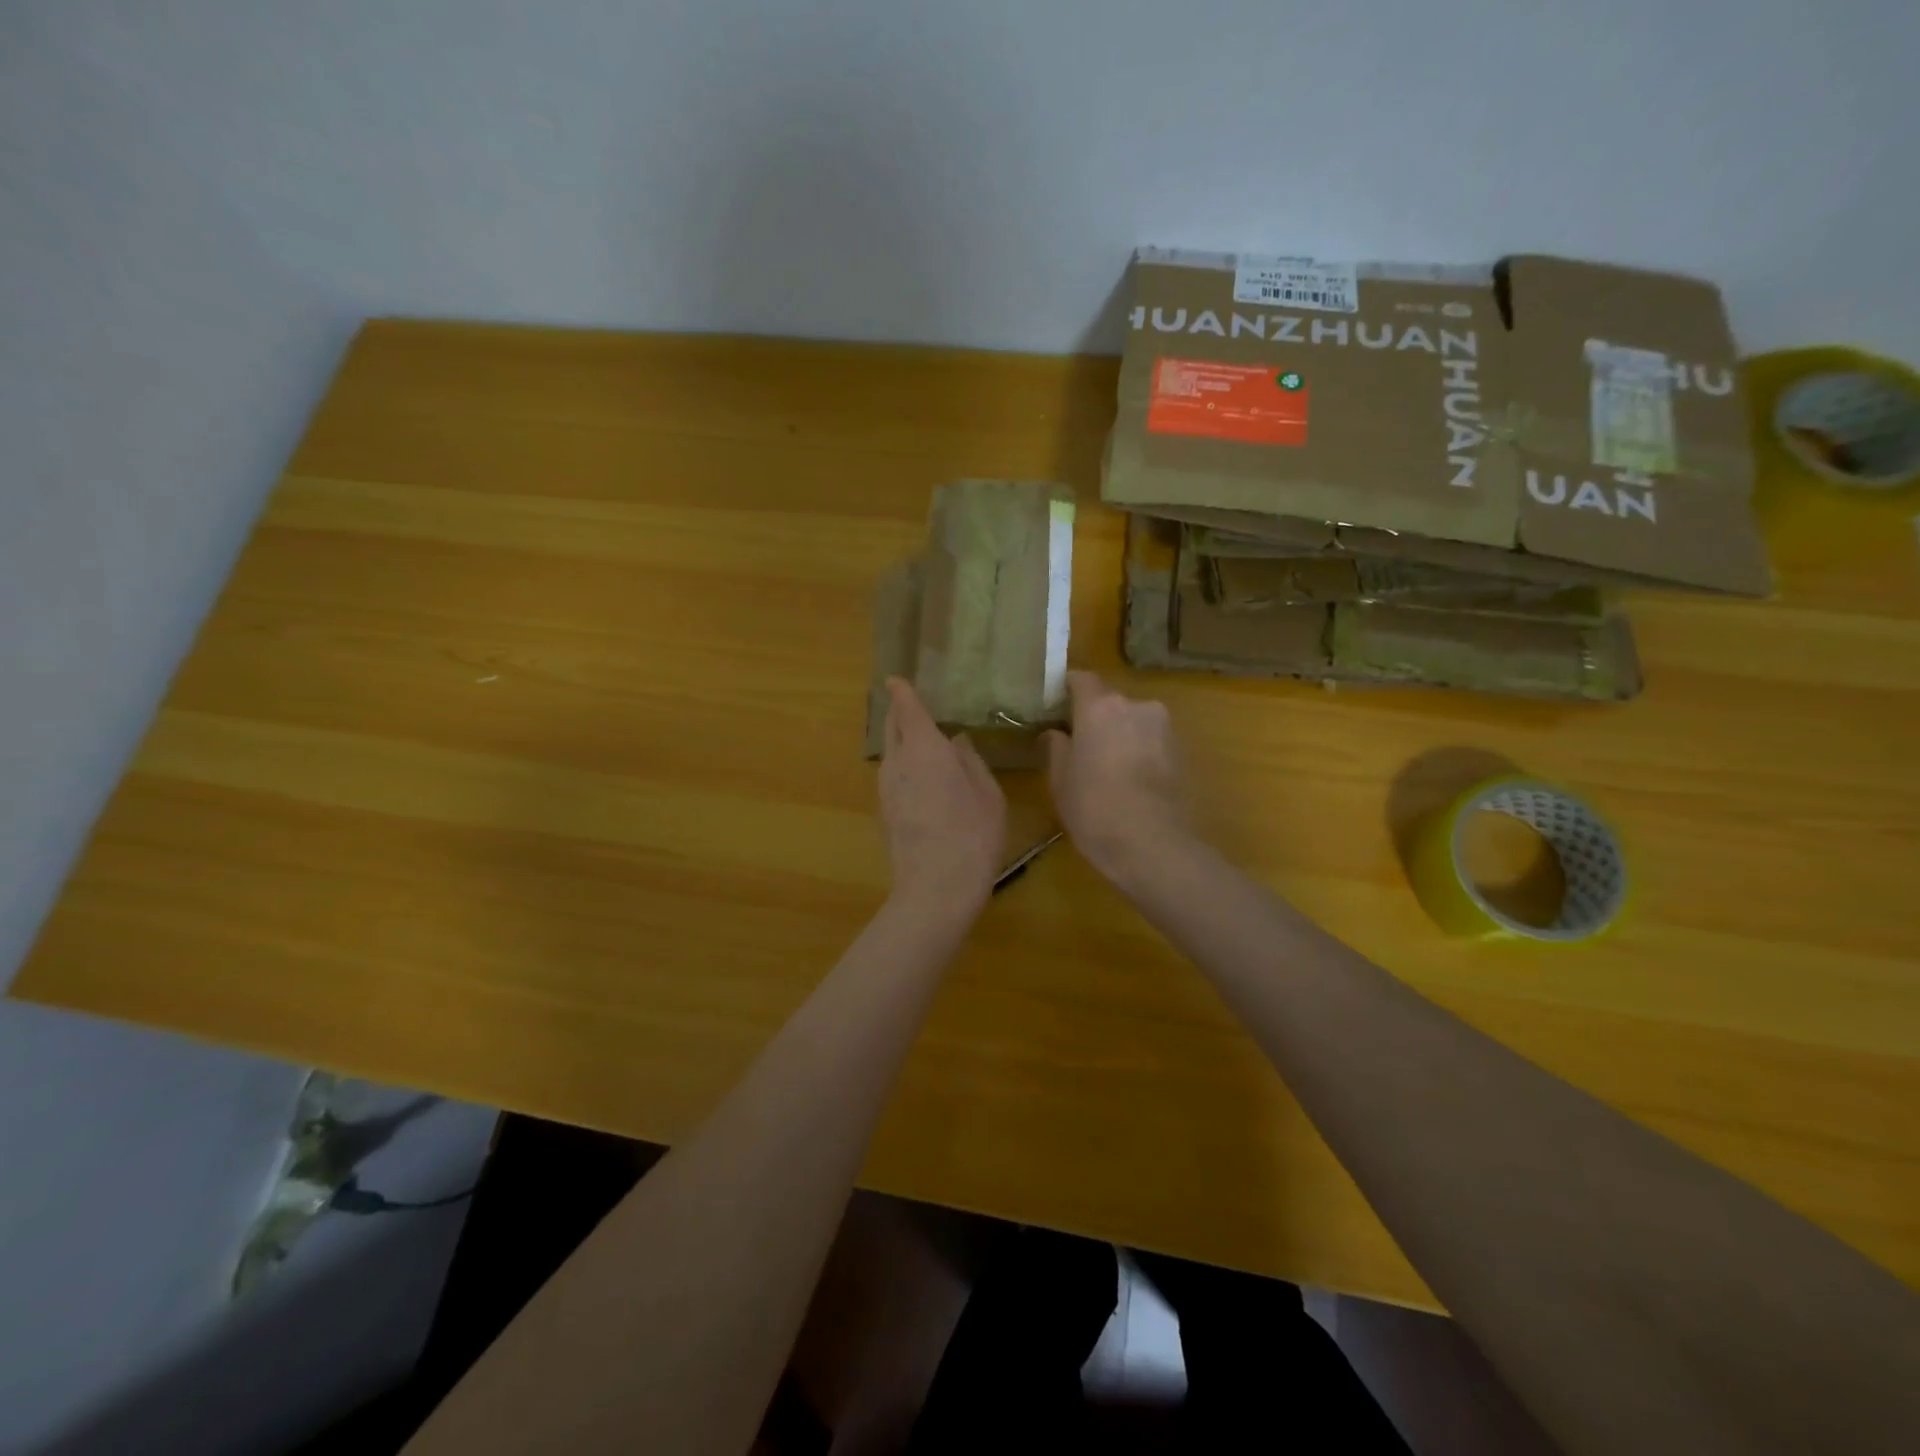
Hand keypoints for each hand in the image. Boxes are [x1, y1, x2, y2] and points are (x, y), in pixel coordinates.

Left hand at [879, 677, 1006, 917]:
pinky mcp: (884, 811)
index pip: (906, 708)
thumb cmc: (972, 834)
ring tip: (928, 746)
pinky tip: (926, 781)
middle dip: (900, 713)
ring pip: (891, 753)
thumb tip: (957, 742)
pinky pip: (893, 776)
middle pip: (892, 727)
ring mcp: (886, 788)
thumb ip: (970, 761)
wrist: (935, 889)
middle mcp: (897, 762)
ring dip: (904, 743)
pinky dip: (905, 768)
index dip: (902, 691)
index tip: (896, 679)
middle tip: (917, 708)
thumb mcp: (987, 793)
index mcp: (924, 748)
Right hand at [1045, 671, 1188, 886]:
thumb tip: (1055, 733)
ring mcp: (1164, 728)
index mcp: (1101, 707)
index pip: (1081, 679)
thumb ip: (1056, 748)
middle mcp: (1136, 706)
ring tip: (1105, 768)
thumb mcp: (1060, 781)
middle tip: (1078, 745)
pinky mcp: (1181, 753)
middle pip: (1109, 702)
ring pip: (1133, 722)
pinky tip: (1129, 781)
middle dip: (1094, 718)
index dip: (1066, 690)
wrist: (1154, 846)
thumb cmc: (1095, 809)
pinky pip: (1151, 742)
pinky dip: (1139, 753)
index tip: (1054, 706)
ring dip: (1119, 736)